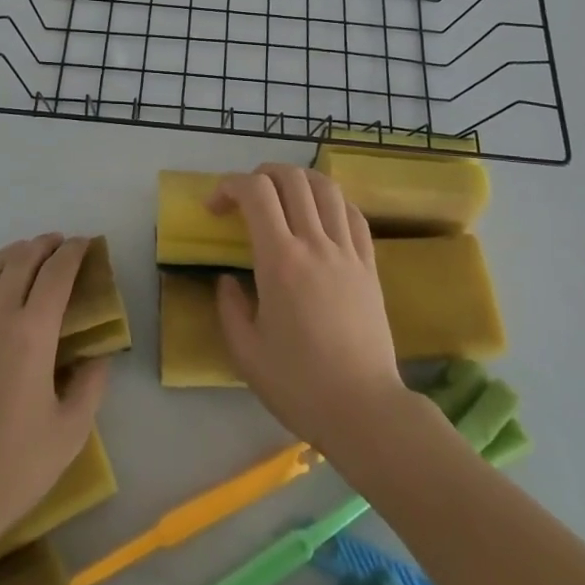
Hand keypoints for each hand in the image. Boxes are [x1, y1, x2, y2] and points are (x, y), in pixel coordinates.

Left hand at [0, 235, 109, 567]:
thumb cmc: (13, 470)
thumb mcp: (70, 433)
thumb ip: (90, 385)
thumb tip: (98, 354)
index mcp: (33, 335)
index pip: (57, 274)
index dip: (73, 252)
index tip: (84, 243)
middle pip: (20, 262)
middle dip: (43, 245)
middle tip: (58, 245)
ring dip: (8, 254)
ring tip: (23, 254)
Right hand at [210, 165, 408, 459]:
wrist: (364, 410)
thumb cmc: (299, 385)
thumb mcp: (246, 353)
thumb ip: (229, 308)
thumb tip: (228, 280)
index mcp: (280, 261)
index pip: (255, 193)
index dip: (229, 186)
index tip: (215, 208)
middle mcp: (315, 243)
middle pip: (291, 178)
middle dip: (262, 174)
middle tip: (246, 197)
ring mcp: (347, 251)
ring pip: (326, 187)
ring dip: (299, 180)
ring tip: (284, 196)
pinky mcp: (370, 265)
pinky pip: (354, 214)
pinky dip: (333, 202)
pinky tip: (321, 216)